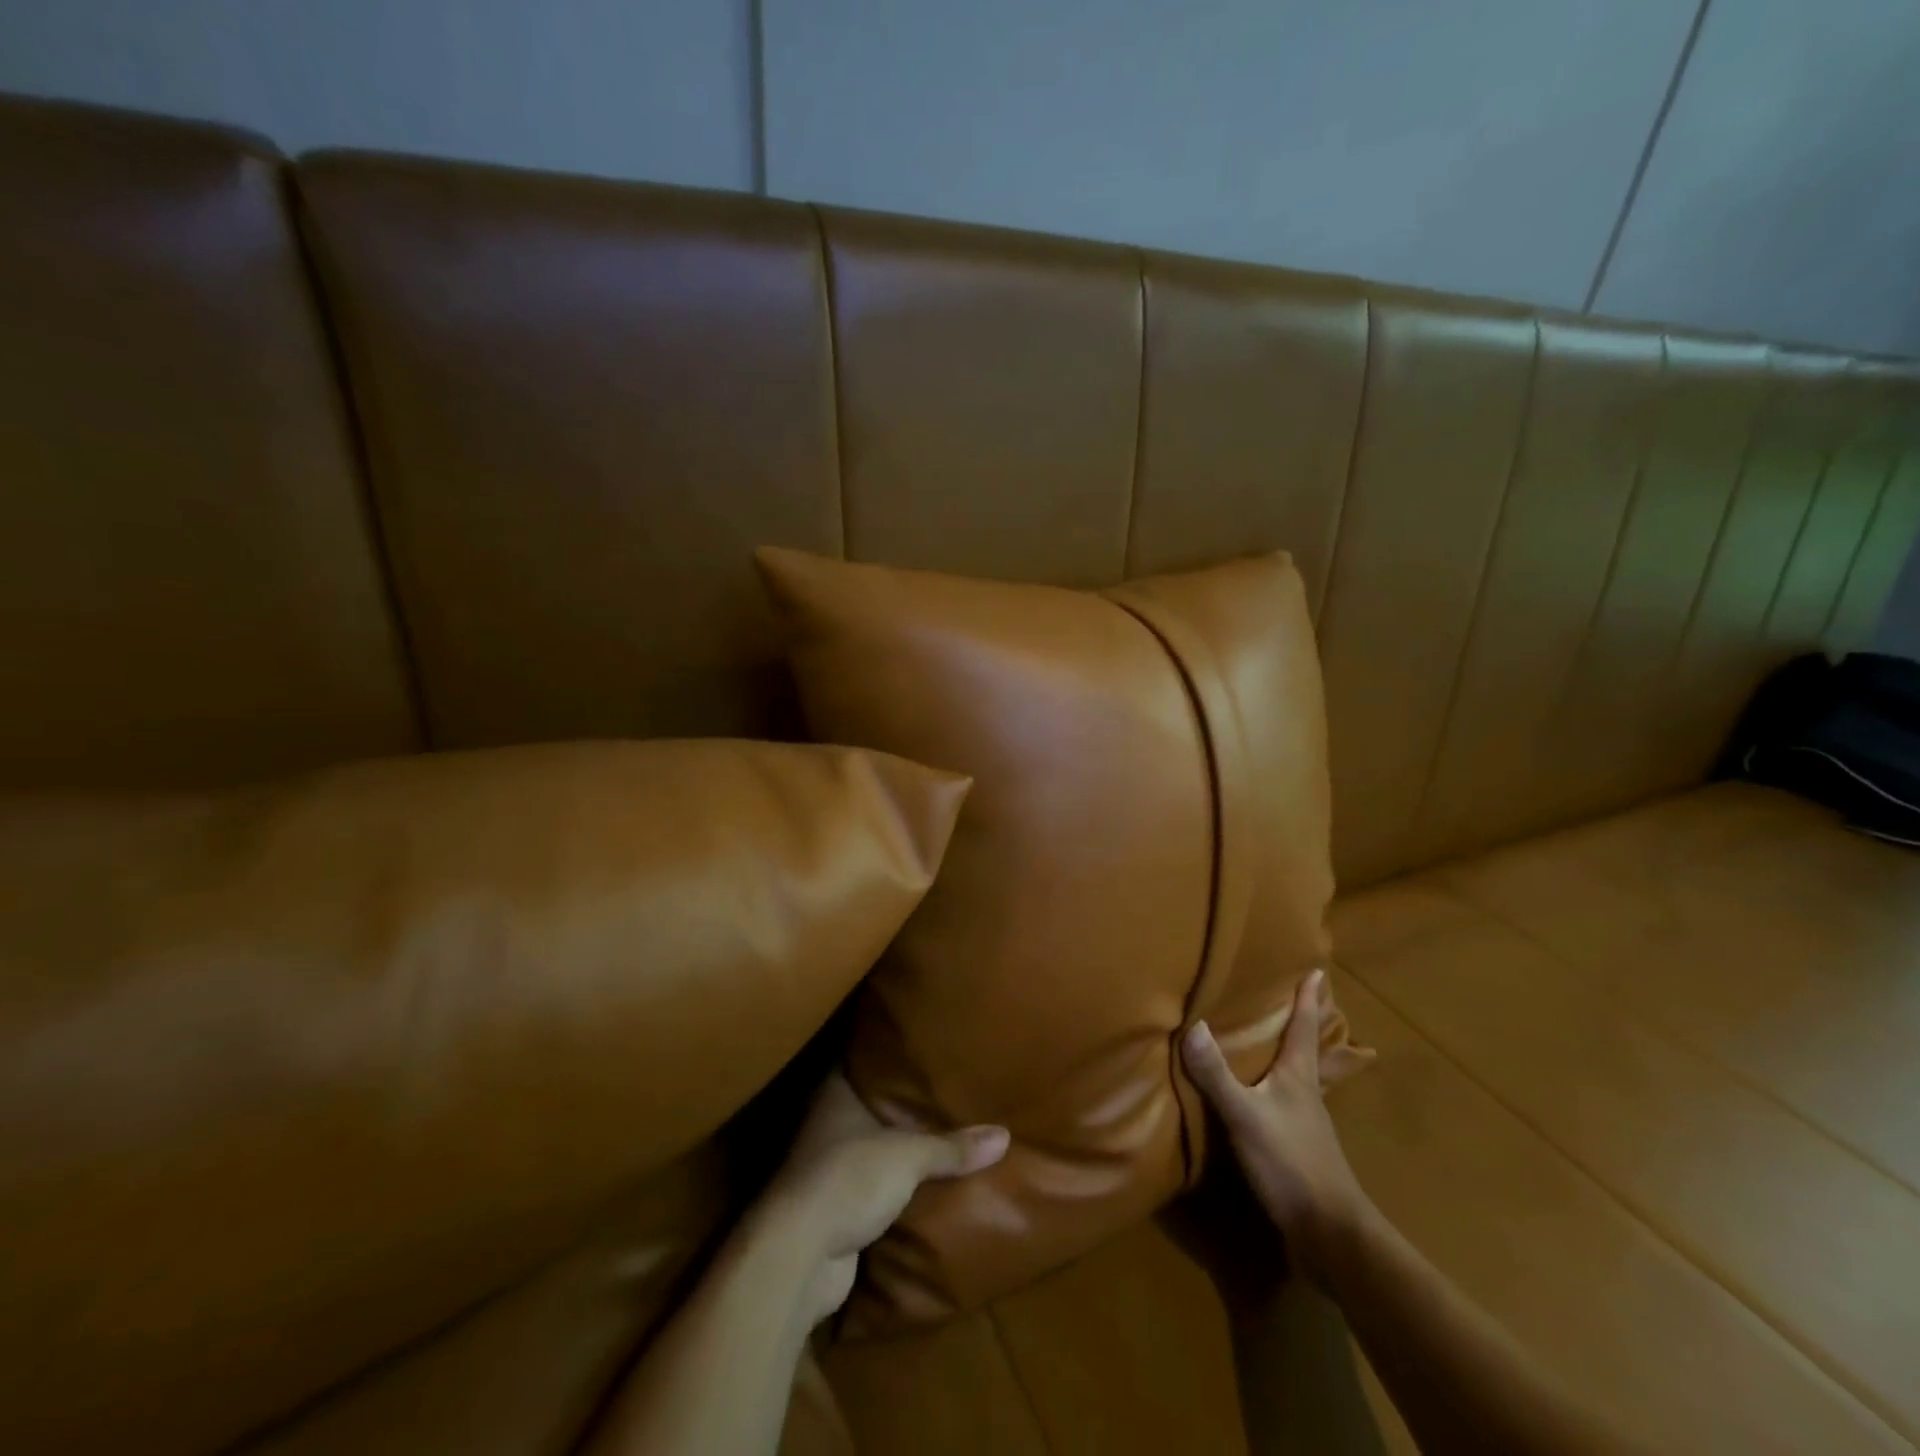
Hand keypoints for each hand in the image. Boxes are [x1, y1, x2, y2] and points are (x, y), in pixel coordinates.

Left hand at [760, 1073, 1008, 1323]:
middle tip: (944, 1095)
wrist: (799, 1256)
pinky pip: (874, 1192)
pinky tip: (924, 1191)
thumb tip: (1004, 1135)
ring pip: (873, 1152)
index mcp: (836, 1096)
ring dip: (898, 1155)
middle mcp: (827, 1126)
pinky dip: (894, 1193)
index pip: (864, 1063)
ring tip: (942, 1140)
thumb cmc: (849, 1179)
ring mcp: (828, 1169)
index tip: (922, 1051)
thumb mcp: (909, 1156)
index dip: (891, 1058)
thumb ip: (952, 1146)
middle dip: (902, 1109)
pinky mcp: (835, 1211)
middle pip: (870, 1109)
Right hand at [1182, 969, 1373, 1286]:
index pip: (1304, 1028)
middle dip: (1308, 1024)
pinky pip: (1291, 1106)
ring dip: (1297, 1056)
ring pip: (1303, 1078)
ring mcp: (1308, 1124)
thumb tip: (1192, 1025)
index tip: (1318, 972)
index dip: (1308, 1000)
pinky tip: (1268, 1099)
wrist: (1330, 1235)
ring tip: (1284, 1043)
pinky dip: (1282, 1090)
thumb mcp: (1245, 1115)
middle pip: (1311, 1050)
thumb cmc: (1290, 1163)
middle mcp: (1308, 1094)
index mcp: (1299, 1077)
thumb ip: (1217, 1074)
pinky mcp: (1301, 1151)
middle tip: (1309, 998)